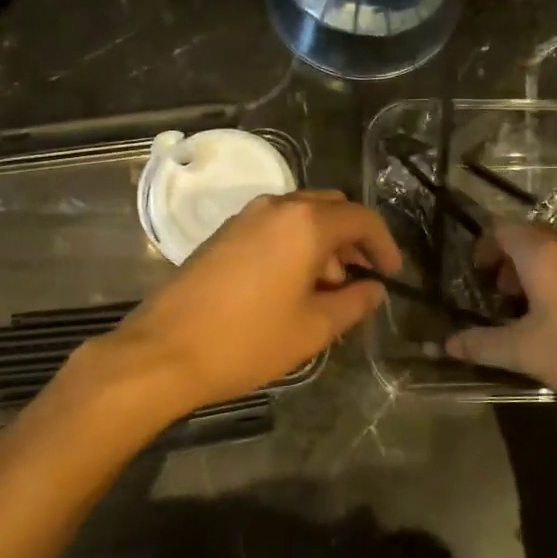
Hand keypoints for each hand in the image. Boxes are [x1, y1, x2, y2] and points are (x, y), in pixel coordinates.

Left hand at [100, 190, 402, 415]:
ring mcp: (246, 216)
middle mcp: (277, 206)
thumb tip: (374, 289)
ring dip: (324, 242)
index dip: (384, 244)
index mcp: (306, 223)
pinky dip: (295, 243)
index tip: (392, 273)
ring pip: (302, 215)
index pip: (361, 218)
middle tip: (363, 277)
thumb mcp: (313, 328)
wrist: (164, 350)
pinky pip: (275, 225)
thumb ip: (354, 303)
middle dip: (353, 239)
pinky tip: (293, 284)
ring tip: (329, 289)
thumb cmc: (248, 340)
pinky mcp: (225, 232)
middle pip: (331, 208)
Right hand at [445, 221, 556, 430]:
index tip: (476, 280)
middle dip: (508, 263)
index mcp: (544, 253)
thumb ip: (483, 345)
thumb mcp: (529, 353)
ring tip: (531, 316)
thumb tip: (445, 344)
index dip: (482, 249)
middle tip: (499, 298)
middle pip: (529, 238)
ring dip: (536, 275)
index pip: (501, 228)